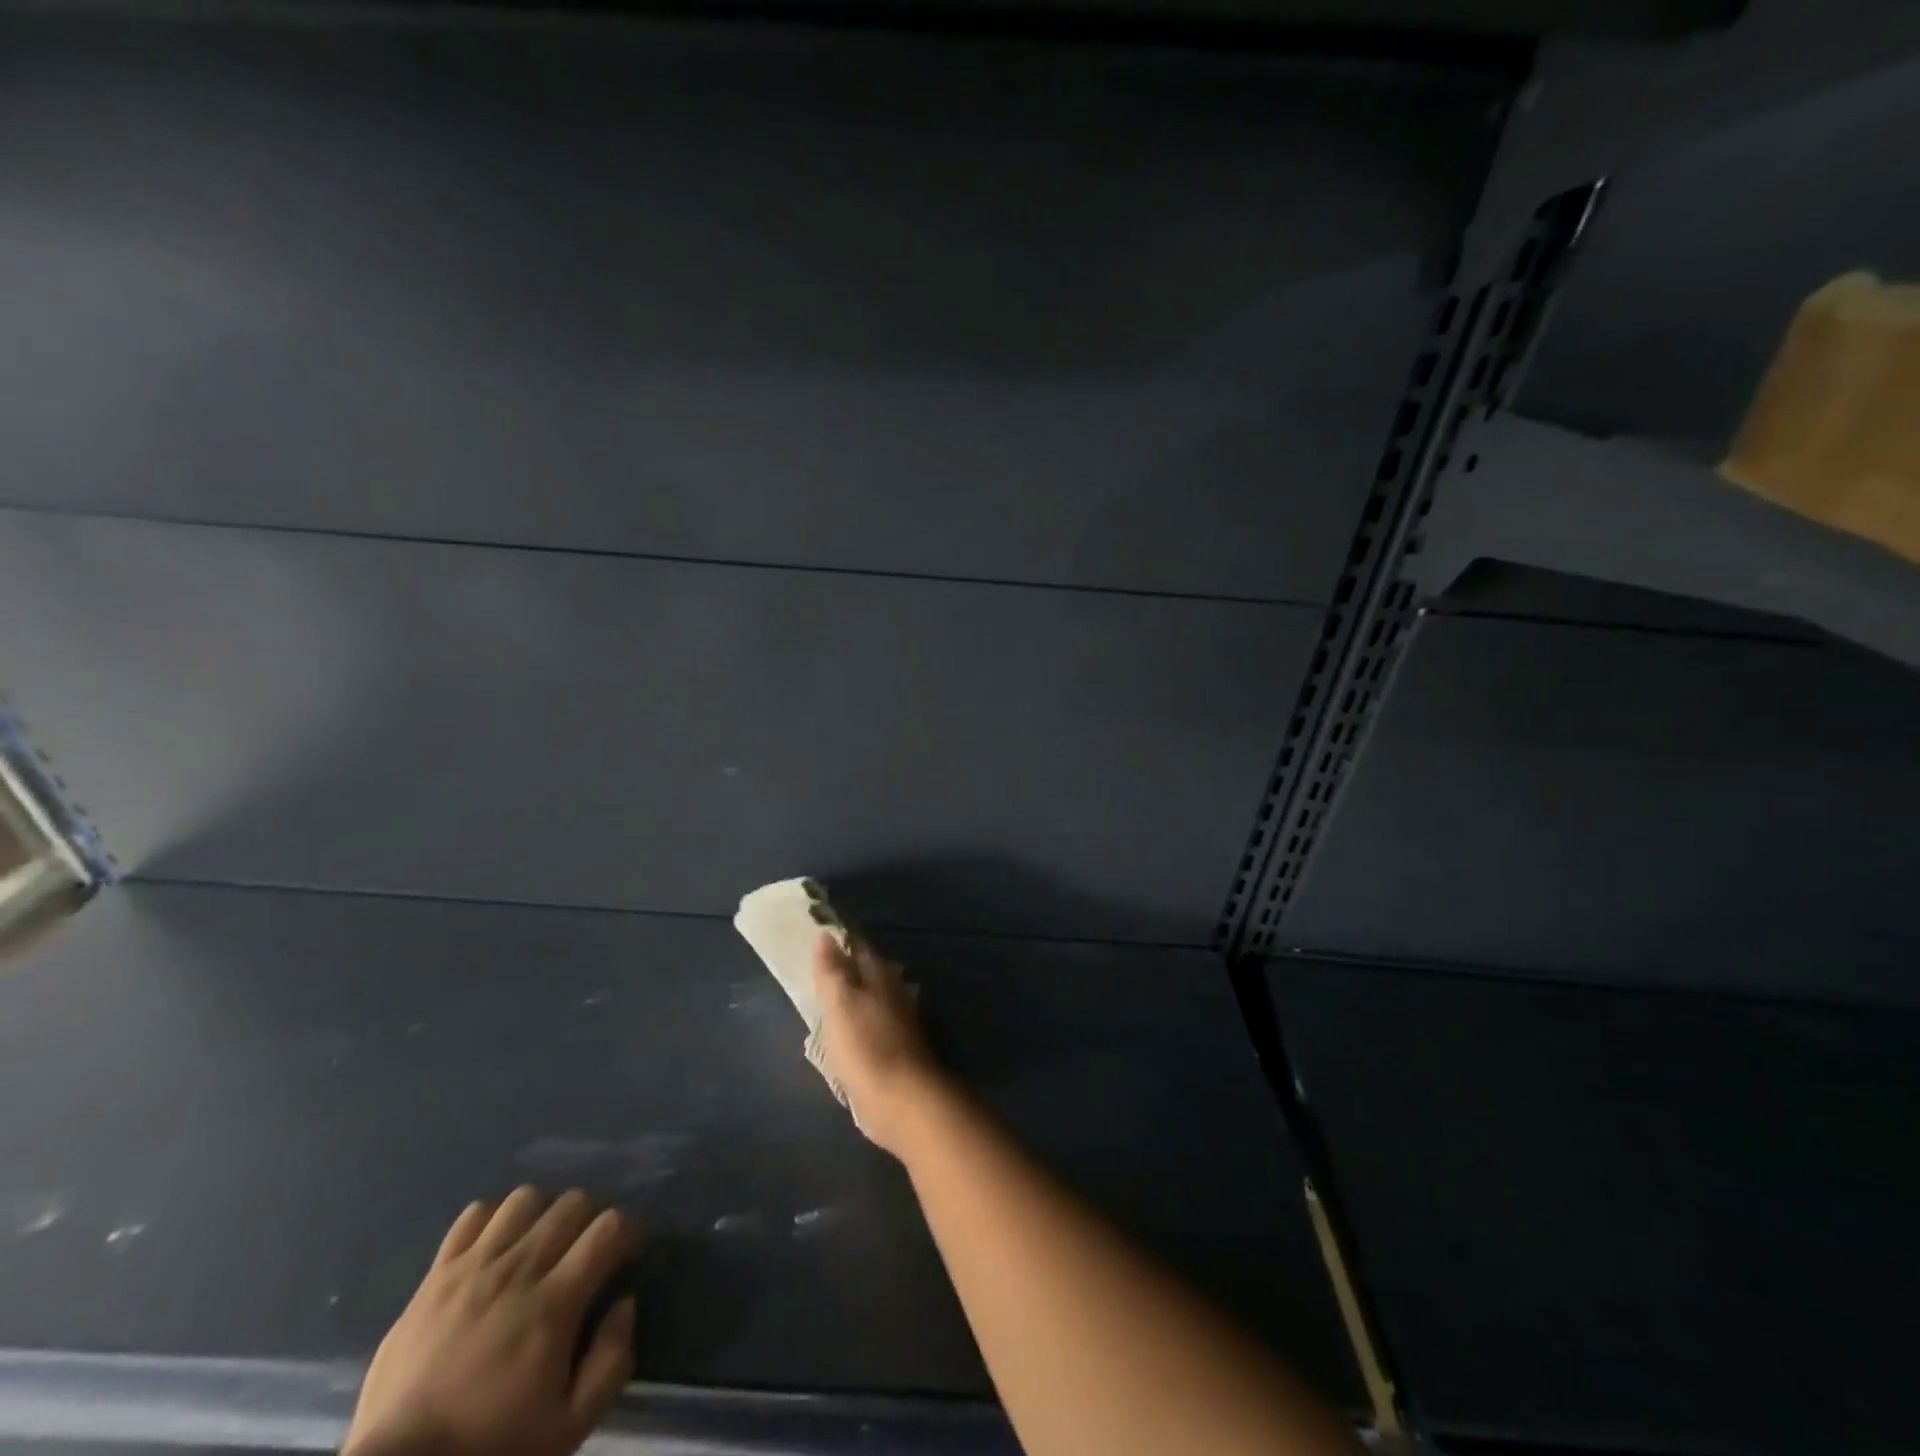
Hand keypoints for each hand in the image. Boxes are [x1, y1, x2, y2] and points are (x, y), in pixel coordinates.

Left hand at [344, 1188, 638, 1455]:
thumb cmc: (490, 1450)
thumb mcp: (569, 1427)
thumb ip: (612, 1361)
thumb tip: (625, 1303)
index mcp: (555, 1303)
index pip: (609, 1227)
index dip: (628, 1232)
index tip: (627, 1254)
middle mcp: (519, 1270)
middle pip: (573, 1203)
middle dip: (589, 1220)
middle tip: (583, 1254)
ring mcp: (473, 1268)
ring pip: (526, 1199)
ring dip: (541, 1216)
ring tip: (537, 1247)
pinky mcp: (435, 1276)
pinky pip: (472, 1216)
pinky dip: (492, 1222)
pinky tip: (494, 1250)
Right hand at [813, 934, 948, 1156]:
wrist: (903, 1101)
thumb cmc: (866, 1048)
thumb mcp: (840, 1005)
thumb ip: (832, 971)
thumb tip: (825, 935)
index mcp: (880, 975)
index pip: (859, 948)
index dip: (839, 944)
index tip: (818, 942)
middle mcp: (894, 991)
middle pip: (868, 973)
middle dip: (848, 970)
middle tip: (820, 972)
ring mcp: (900, 1020)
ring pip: (874, 998)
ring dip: (856, 997)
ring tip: (830, 1001)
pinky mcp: (899, 1049)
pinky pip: (875, 1025)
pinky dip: (861, 1024)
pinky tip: (849, 1033)